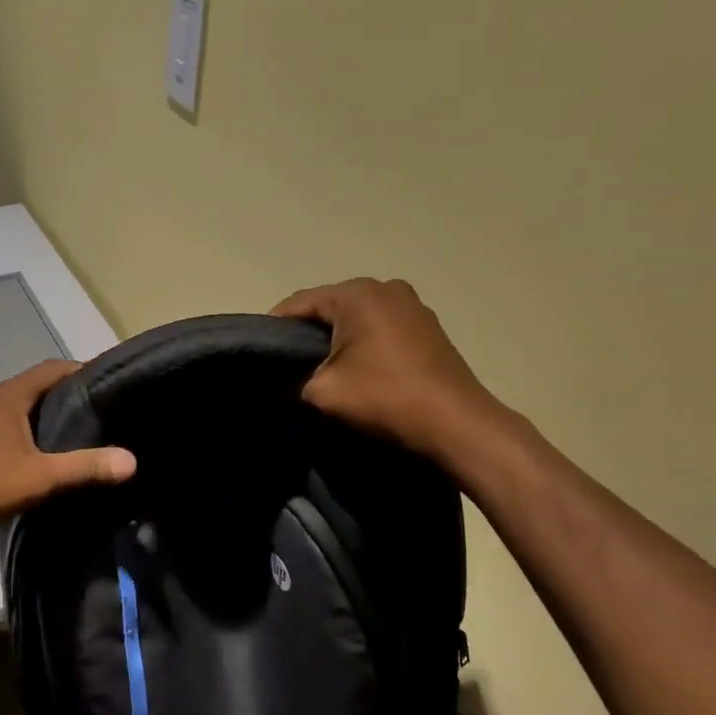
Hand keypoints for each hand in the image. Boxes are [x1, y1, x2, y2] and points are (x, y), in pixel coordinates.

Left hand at [0, 358, 136, 539]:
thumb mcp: (41, 478)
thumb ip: (86, 467)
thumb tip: (131, 460)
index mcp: (7, 396)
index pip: (51, 368)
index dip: (80, 370)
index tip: (106, 382)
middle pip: (33, 385)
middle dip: (63, 393)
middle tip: (95, 408)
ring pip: (14, 404)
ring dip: (39, 411)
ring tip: (69, 429)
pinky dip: (20, 425)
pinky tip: (31, 449)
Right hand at [273, 278, 509, 470]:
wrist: (457, 426)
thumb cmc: (385, 399)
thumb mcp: (322, 393)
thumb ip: (287, 381)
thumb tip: (269, 380)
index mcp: (357, 293)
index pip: (298, 303)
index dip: (272, 328)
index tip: (257, 355)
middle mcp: (386, 288)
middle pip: (329, 307)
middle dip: (304, 334)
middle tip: (284, 366)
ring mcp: (412, 305)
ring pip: (356, 318)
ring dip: (335, 340)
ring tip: (319, 371)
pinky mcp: (429, 327)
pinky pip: (380, 328)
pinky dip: (362, 344)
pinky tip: (355, 371)